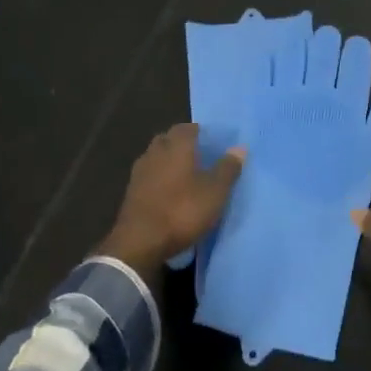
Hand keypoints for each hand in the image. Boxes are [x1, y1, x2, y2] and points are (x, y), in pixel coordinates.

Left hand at [98, 124, 244, 272]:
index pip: (186, 128)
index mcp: (176, 147)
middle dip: (182, 144)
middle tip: (200, 156)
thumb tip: (239, 147)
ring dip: (168, 161)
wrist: (140, 242)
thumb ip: (228, 168)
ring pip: (156, 157)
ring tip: (186, 175)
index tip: (212, 141)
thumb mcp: (215, 192)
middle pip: (168, 140)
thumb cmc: (182, 211)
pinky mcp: (131, 193)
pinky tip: (169, 192)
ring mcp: (139, 173)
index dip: (200, 132)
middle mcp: (155, 153)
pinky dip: (159, 178)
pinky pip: (148, 176)